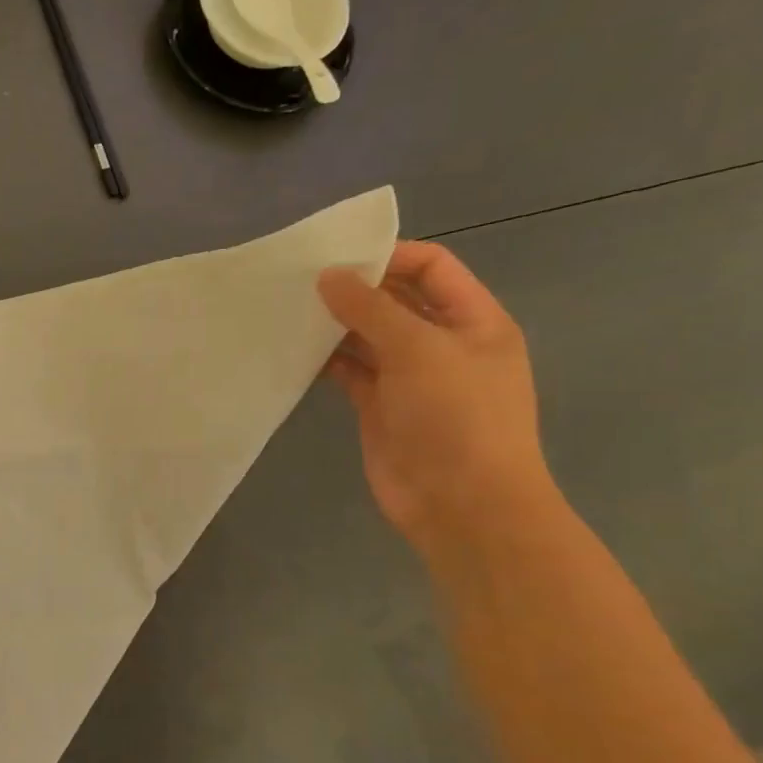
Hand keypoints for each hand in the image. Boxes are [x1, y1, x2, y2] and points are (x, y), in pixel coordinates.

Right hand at [318, 242, 559, 556]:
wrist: (462, 505)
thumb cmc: (457, 418)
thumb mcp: (419, 350)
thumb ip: (371, 309)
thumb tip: (328, 276)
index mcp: (473, 321)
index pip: (432, 268)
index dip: (389, 256)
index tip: (336, 257)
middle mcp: (442, 343)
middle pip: (396, 301)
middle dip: (354, 289)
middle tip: (300, 281)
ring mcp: (409, 378)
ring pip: (367, 337)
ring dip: (334, 325)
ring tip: (289, 311)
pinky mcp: (379, 407)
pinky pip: (349, 371)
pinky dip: (324, 360)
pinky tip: (293, 351)